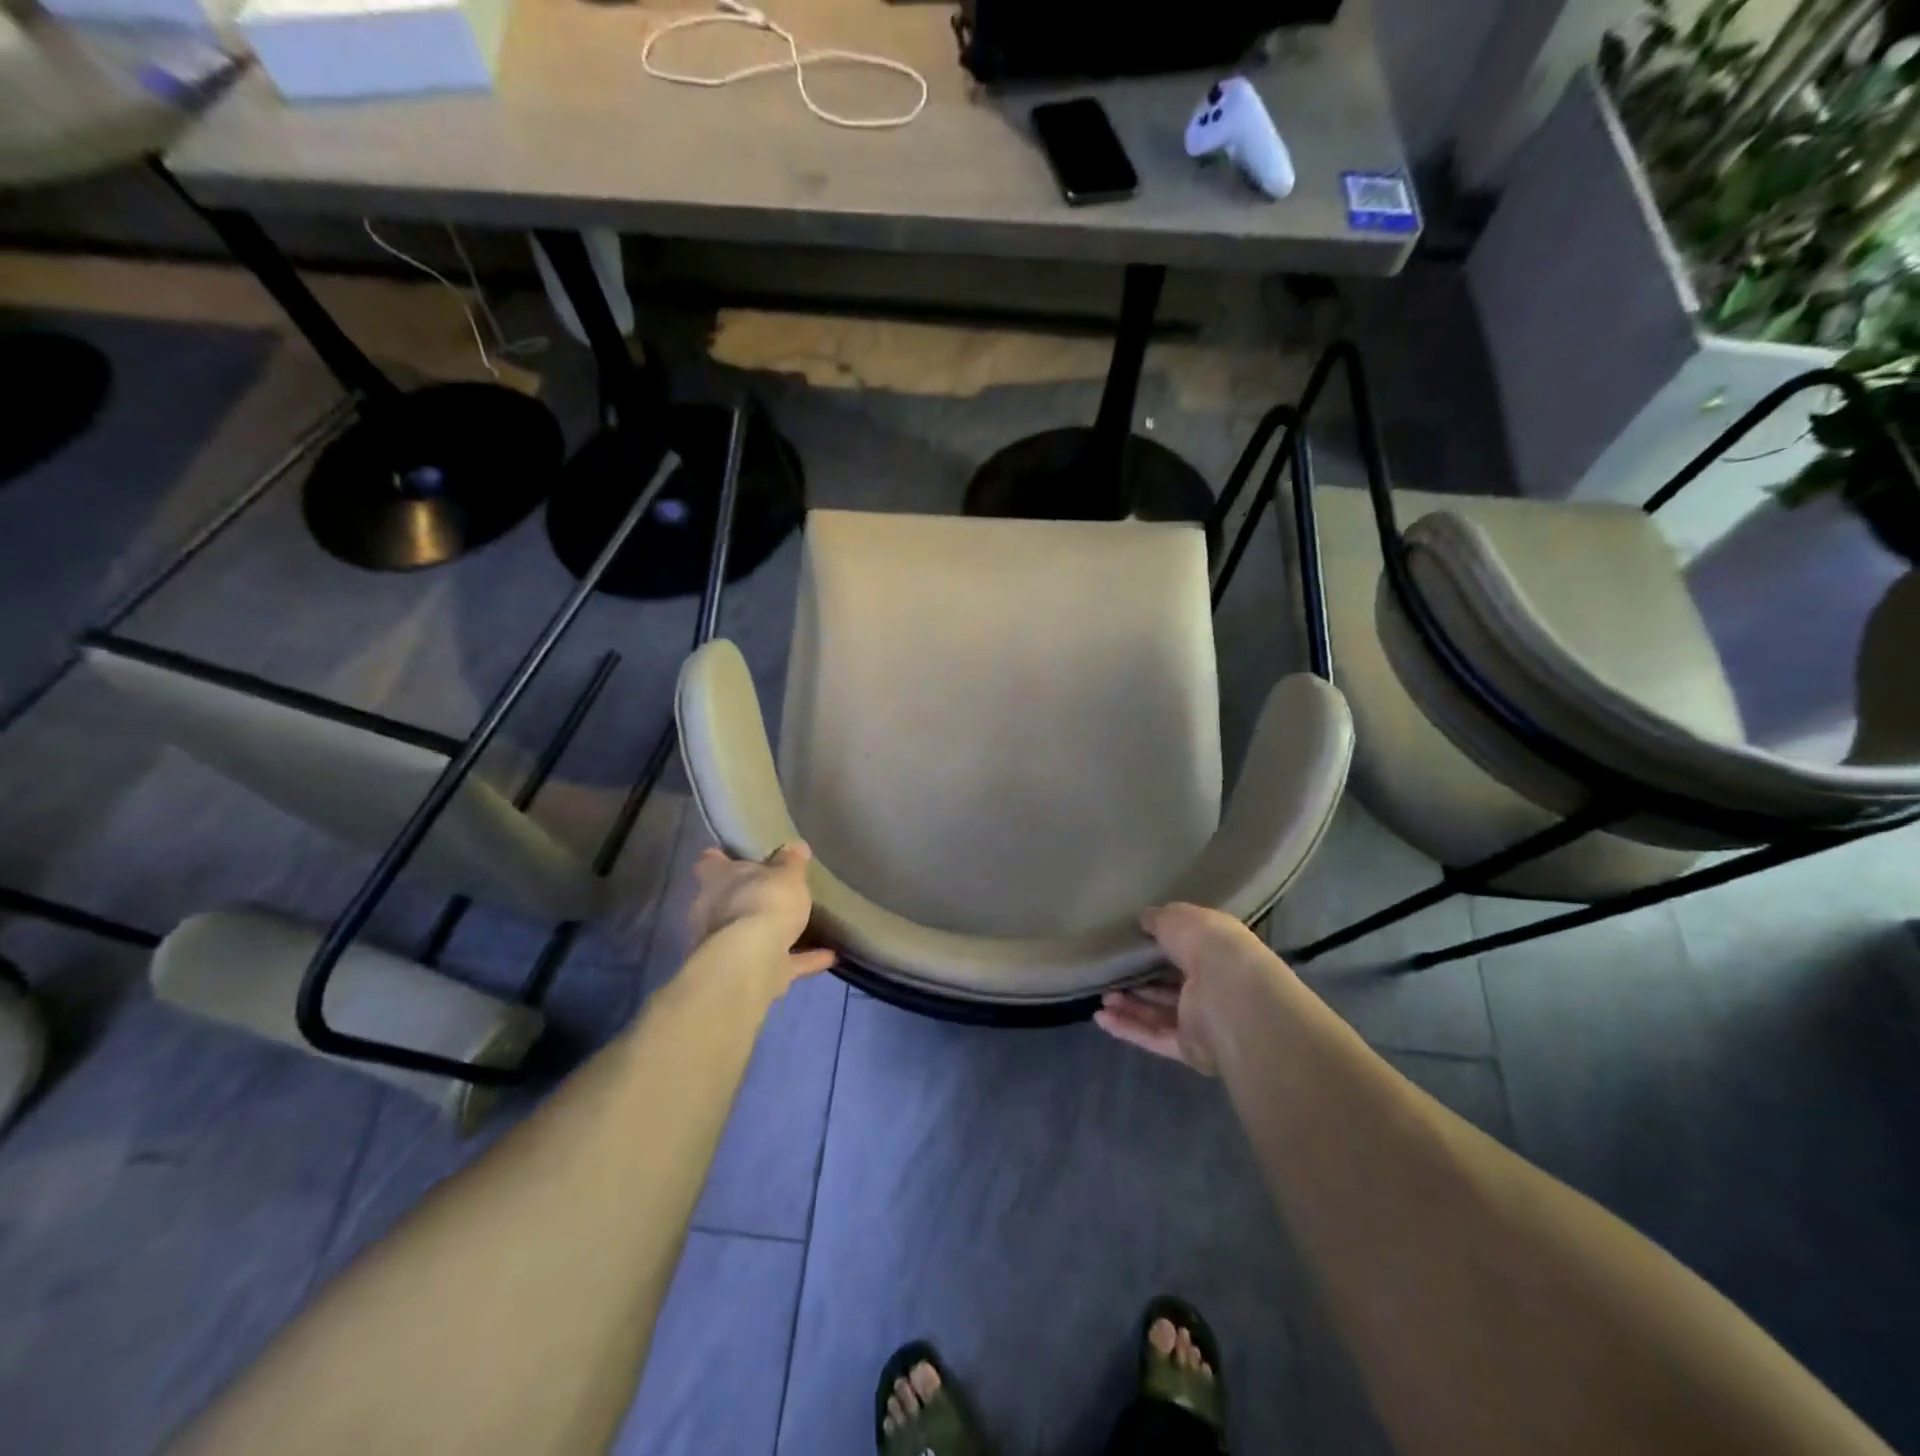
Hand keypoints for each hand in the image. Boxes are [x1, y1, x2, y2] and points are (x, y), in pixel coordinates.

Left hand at [688, 843, 835, 982]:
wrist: (751, 962)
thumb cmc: (763, 902)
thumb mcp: (786, 874)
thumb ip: (791, 862)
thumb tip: (796, 847)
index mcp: (716, 879)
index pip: (709, 862)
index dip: (722, 858)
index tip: (739, 856)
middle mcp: (712, 911)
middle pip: (726, 899)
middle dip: (748, 898)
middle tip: (778, 892)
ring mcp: (725, 945)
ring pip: (749, 933)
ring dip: (773, 933)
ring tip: (806, 926)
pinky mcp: (745, 973)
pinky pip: (777, 961)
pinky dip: (800, 959)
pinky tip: (828, 955)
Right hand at [1094, 903, 1283, 1074]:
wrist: (1230, 996)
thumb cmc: (1209, 946)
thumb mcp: (1177, 918)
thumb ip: (1158, 919)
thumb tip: (1144, 919)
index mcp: (1217, 952)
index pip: (1187, 950)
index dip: (1159, 947)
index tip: (1131, 944)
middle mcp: (1212, 986)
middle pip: (1171, 985)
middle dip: (1140, 982)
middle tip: (1111, 975)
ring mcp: (1202, 1020)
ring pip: (1160, 1013)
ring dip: (1130, 1006)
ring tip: (1102, 998)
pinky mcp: (1190, 1048)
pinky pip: (1154, 1036)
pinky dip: (1128, 1028)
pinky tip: (1101, 1018)